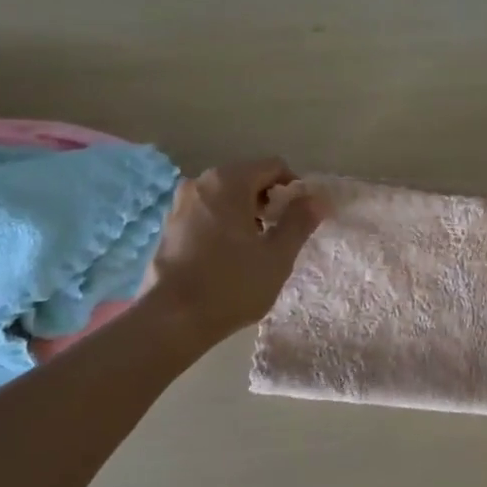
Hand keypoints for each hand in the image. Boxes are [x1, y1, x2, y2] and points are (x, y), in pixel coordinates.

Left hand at [145, 158, 322, 343]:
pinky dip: (224, 224)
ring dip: (246, 213)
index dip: (294, 189)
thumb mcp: (277, 255)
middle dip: (269, 201)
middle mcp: (200, 183)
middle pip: (247, 178)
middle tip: (279, 236)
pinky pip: (206, 213)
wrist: (172, 319)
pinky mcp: (169, 226)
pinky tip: (228, 257)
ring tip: (255, 249)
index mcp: (228, 181)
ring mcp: (180, 204)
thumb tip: (316, 199)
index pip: (273, 166)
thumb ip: (300, 221)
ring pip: (225, 197)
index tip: (300, 219)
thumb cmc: (232, 284)